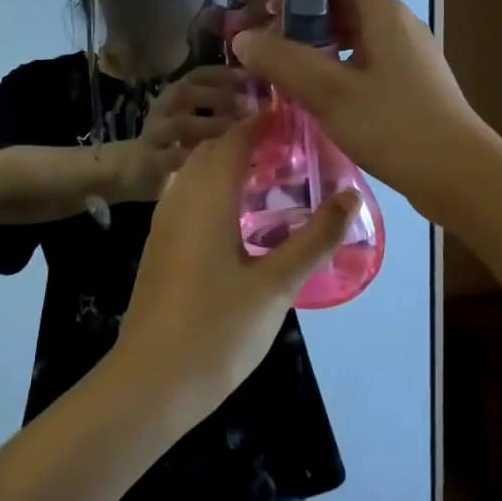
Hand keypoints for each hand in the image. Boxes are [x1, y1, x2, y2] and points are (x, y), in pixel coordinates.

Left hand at [109, 117, 355, 415]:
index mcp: (207, 199)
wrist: (150, 383)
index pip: (234, 140)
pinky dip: (212, 188)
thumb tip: (351, 196)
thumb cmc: (217, 331)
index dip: (263, 122)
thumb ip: (315, 239)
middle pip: (211, 151)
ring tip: (268, 175)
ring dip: (227, 163)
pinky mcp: (159, 248)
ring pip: (194, 174)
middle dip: (247, 140)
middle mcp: (180, 201)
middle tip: (291, 148)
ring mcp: (163, 225)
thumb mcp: (276, 286)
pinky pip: (186, 197)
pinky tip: (236, 216)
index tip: (297, 117)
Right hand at [112, 67, 247, 202]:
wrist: (124, 172)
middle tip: (247, 105)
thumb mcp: (194, 125)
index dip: (223, 73)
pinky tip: (215, 161)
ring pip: (180, 124)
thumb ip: (221, 114)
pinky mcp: (149, 161)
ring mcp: (154, 135)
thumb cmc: (169, 146)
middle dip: (218, 95)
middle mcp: (163, 110)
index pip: (198, 75)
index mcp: (175, 97)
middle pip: (186, 91)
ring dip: (210, 125)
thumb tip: (262, 109)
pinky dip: (194, 157)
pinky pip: (172, 157)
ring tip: (234, 131)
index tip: (249, 76)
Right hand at [232, 0, 491, 218]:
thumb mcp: (330, 92)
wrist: (459, 174)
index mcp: (382, 13)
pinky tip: (314, 97)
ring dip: (315, 46)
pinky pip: (364, 64)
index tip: (258, 6)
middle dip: (298, 18)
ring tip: (279, 68)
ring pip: (352, 38)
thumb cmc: (394, 126)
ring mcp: (408, 57)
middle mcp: (398, 25)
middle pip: (341, 6)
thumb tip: (242, 38)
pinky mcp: (410, 86)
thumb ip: (283, 61)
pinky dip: (334, 69)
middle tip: (261, 40)